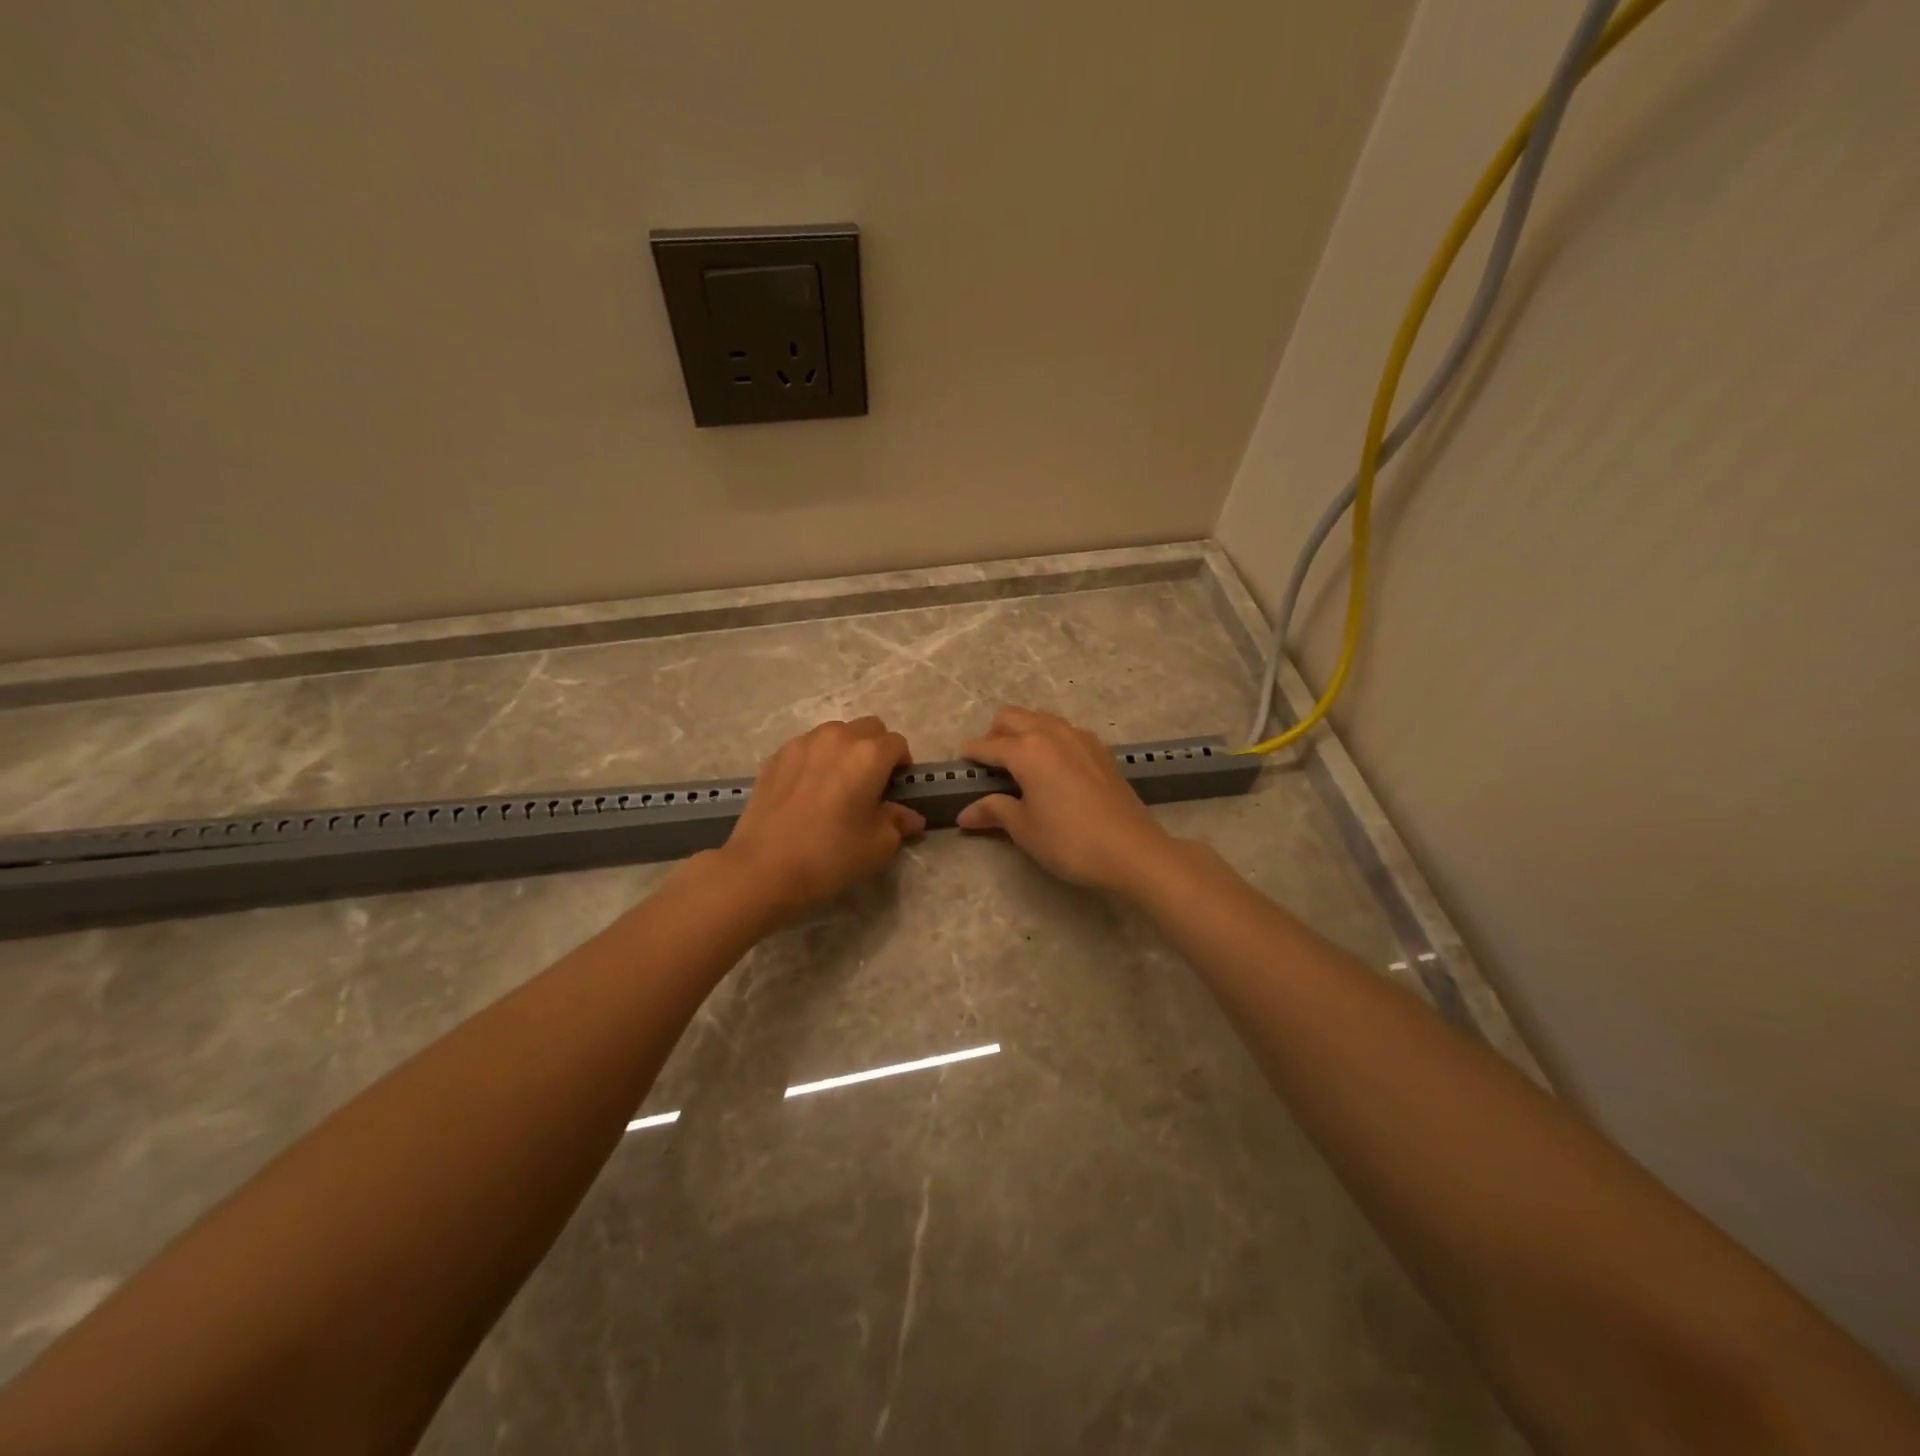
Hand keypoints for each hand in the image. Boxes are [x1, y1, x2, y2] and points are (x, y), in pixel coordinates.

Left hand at [719, 716, 924, 919]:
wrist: (763, 867)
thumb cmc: (831, 855)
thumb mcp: (878, 846)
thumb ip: (898, 822)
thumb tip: (910, 816)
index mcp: (869, 754)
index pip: (898, 743)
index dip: (902, 764)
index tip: (896, 788)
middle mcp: (837, 738)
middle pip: (868, 728)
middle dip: (876, 748)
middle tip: (870, 783)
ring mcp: (802, 744)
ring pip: (835, 733)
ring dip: (845, 750)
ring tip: (836, 784)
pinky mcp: (776, 756)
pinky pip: (806, 747)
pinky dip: (815, 760)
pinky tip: (807, 791)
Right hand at [956, 707, 1174, 894]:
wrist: (1132, 851)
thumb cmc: (1070, 842)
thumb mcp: (1025, 829)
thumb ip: (994, 811)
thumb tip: (964, 814)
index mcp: (1026, 750)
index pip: (987, 745)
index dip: (970, 756)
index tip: (961, 767)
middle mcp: (1051, 733)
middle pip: (1012, 717)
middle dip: (995, 735)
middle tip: (991, 767)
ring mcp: (1080, 737)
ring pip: (1040, 719)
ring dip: (1024, 733)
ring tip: (1021, 766)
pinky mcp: (1100, 750)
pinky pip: (1065, 732)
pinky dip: (1050, 740)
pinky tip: (1054, 770)